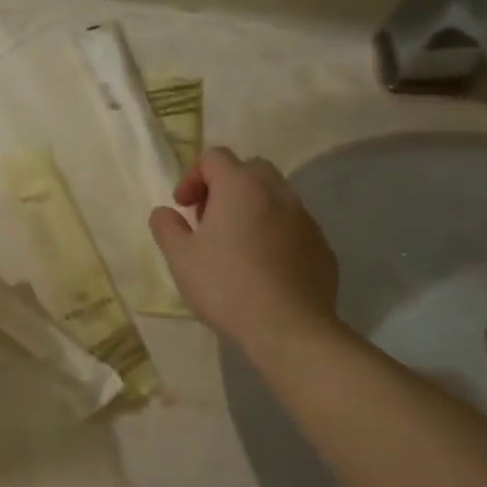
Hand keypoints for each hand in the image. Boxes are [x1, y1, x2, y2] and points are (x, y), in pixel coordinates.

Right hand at [148, 148, 342, 352]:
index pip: (214, 157)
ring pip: (275, 197)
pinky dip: (275, 234)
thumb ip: (167, 227)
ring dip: (252, 209)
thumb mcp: (180, 258)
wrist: (289, 329)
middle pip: (249, 170)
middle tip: (209, 220)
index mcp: (240, 186)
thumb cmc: (226, 286)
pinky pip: (293, 227)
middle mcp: (277, 193)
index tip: (183, 208)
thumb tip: (164, 212)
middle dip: (226, 187)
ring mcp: (305, 219)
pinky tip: (264, 268)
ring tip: (236, 246)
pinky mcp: (322, 247)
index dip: (192, 177)